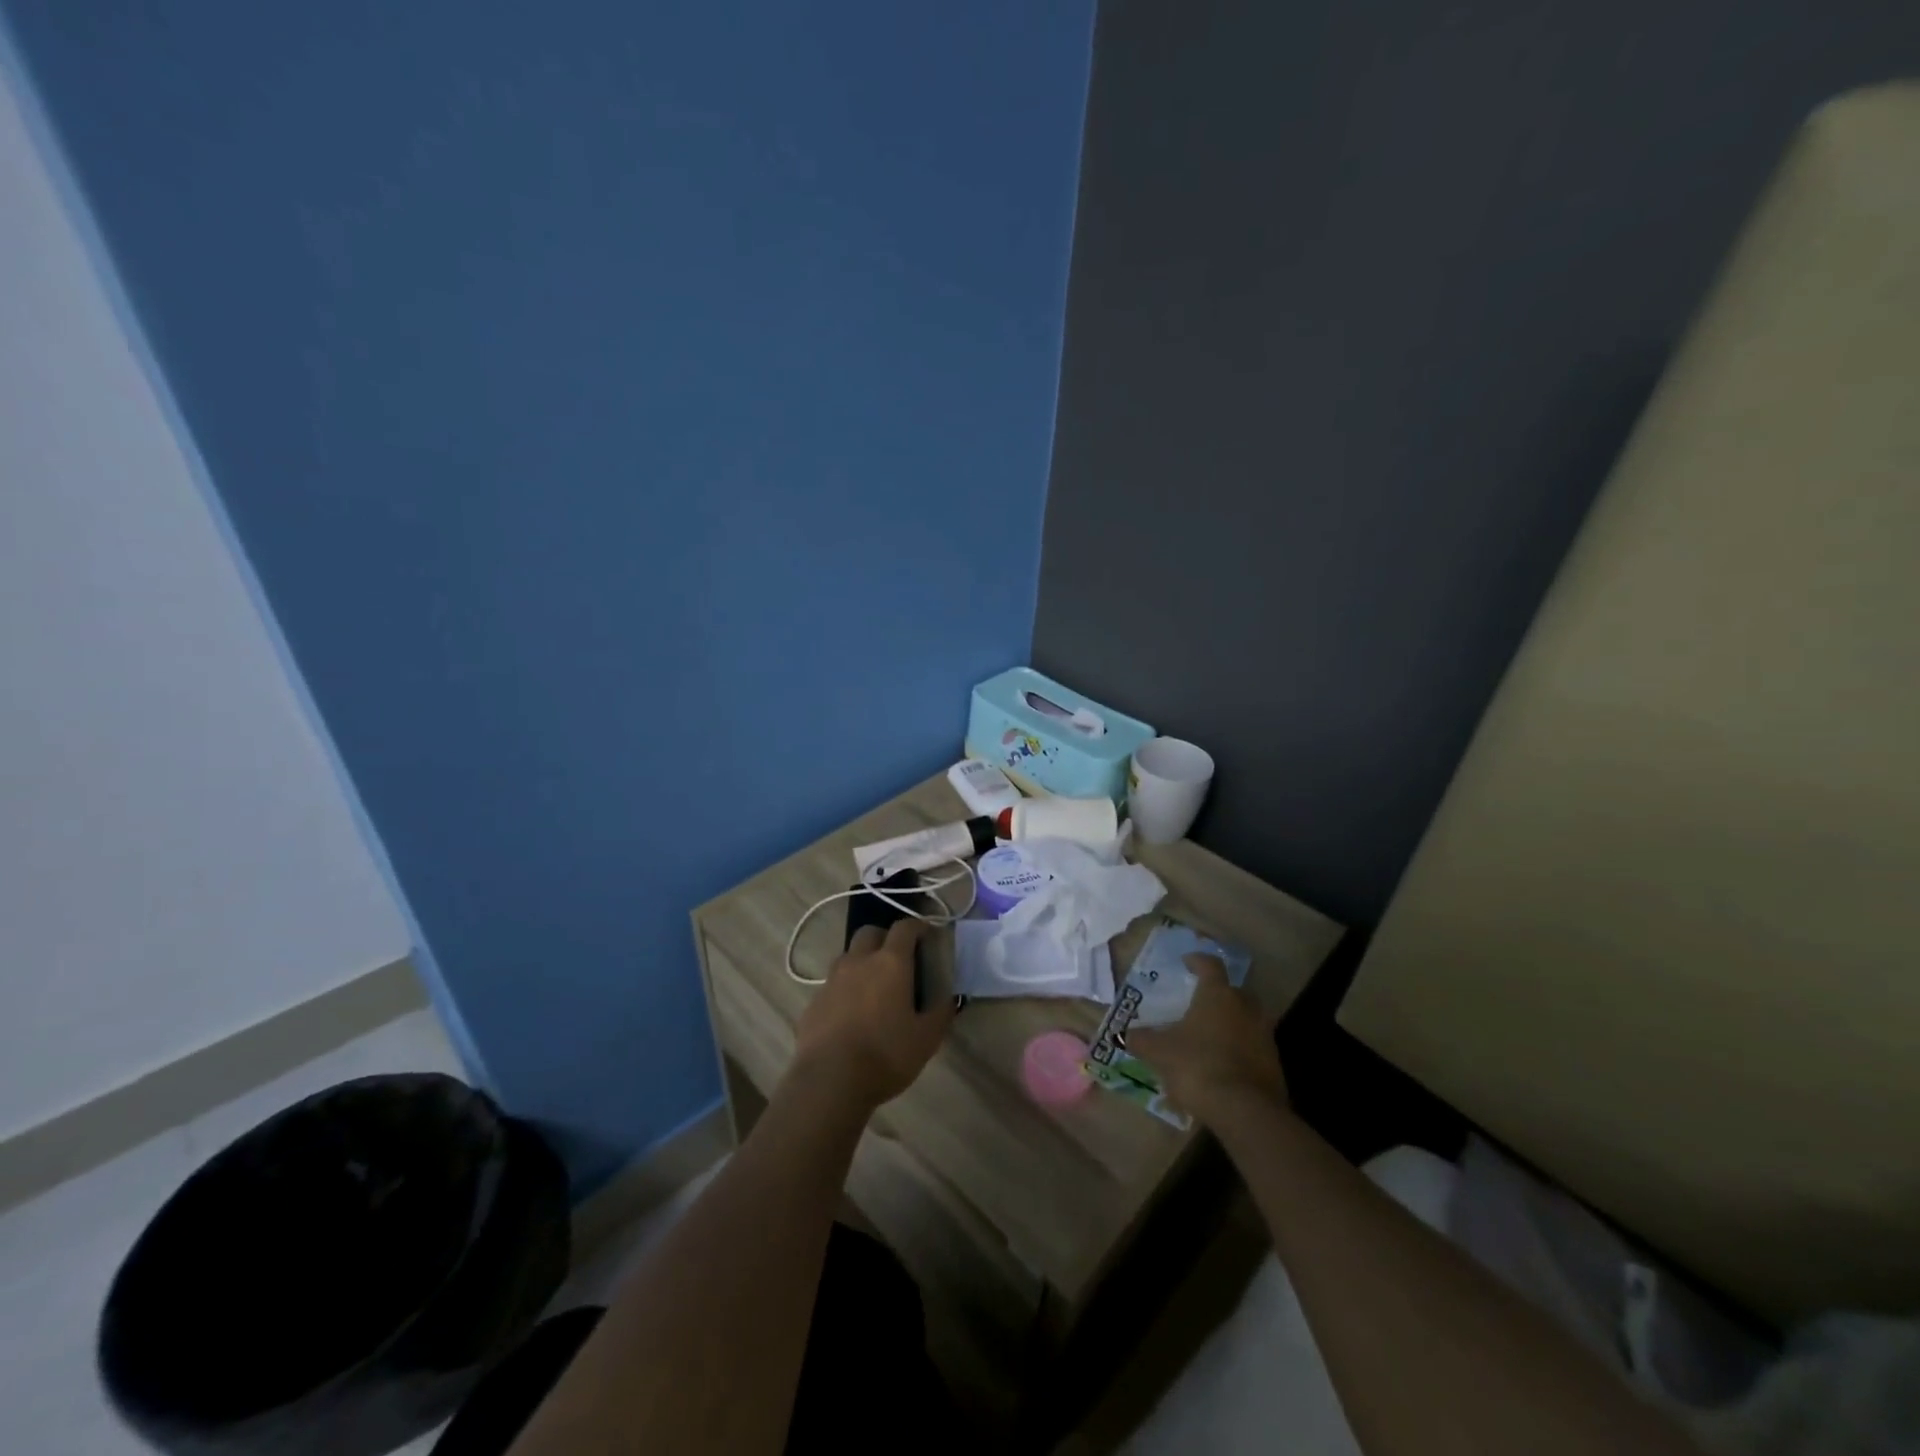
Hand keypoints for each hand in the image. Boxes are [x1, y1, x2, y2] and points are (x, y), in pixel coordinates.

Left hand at [790, 920, 954, 1113]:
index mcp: (890, 963)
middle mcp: (859, 961)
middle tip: (898, 958)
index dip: (917, 926)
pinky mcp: (814, 1001)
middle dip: (885, 938)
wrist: (829, 1080)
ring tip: (874, 987)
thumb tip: (948, 998)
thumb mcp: (926, 1039)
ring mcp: (832, 980)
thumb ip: (940, 1013)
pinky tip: (851, 1013)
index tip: (927, 934)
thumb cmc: (885, 1055)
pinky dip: (845, 989)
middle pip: (870, 932)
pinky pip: (832, 984)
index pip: (905, 928)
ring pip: (848, 956)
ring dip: (862, 961)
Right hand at [1127, 954, 1287, 1124]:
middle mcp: (1245, 1007)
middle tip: (1199, 1004)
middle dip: (1217, 995)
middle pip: (1233, 991)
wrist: (1245, 1111)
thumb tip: (1127, 1035)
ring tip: (1209, 1039)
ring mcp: (1264, 1035)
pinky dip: (1239, 1050)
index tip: (1187, 962)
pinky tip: (1223, 1067)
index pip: (1210, 965)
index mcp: (1218, 995)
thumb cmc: (1198, 1066)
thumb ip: (1142, 1040)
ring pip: (1246, 1020)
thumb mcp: (1160, 1052)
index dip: (1197, 961)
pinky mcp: (1274, 1063)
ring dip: (1230, 1024)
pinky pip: (1253, 1047)